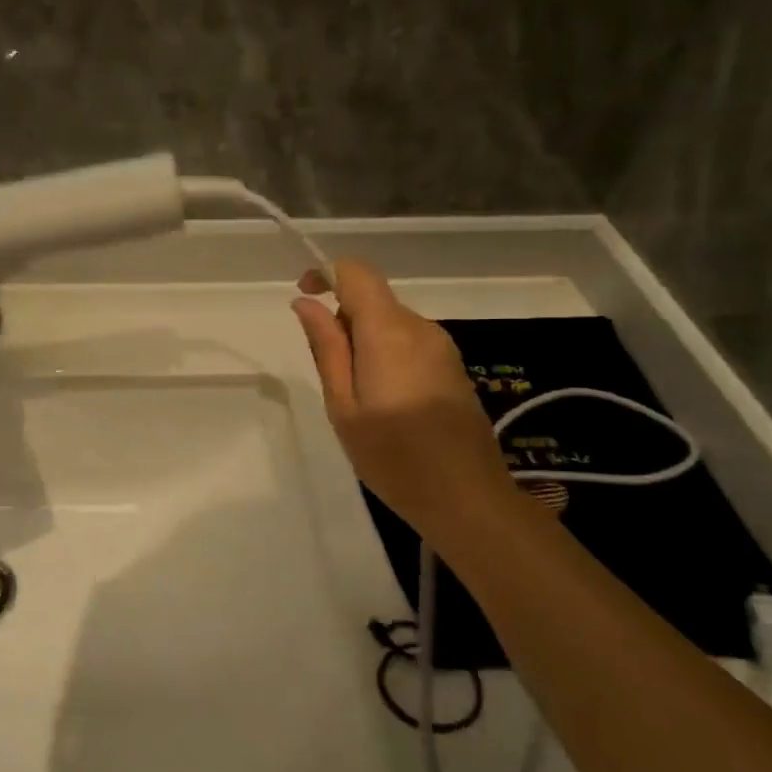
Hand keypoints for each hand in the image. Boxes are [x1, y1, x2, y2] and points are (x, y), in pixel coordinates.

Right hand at [291, 259, 519, 545]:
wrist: (467, 499)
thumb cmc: (393, 457)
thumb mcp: (344, 405)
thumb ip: (326, 347)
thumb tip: (306, 303)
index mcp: (389, 332)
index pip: (357, 272)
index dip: (326, 274)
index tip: (304, 298)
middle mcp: (420, 327)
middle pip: (372, 299)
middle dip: (341, 321)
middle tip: (328, 375)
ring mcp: (442, 346)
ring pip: (389, 322)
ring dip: (363, 342)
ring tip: (355, 397)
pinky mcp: (452, 366)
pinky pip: (408, 342)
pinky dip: (384, 355)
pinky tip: (384, 402)